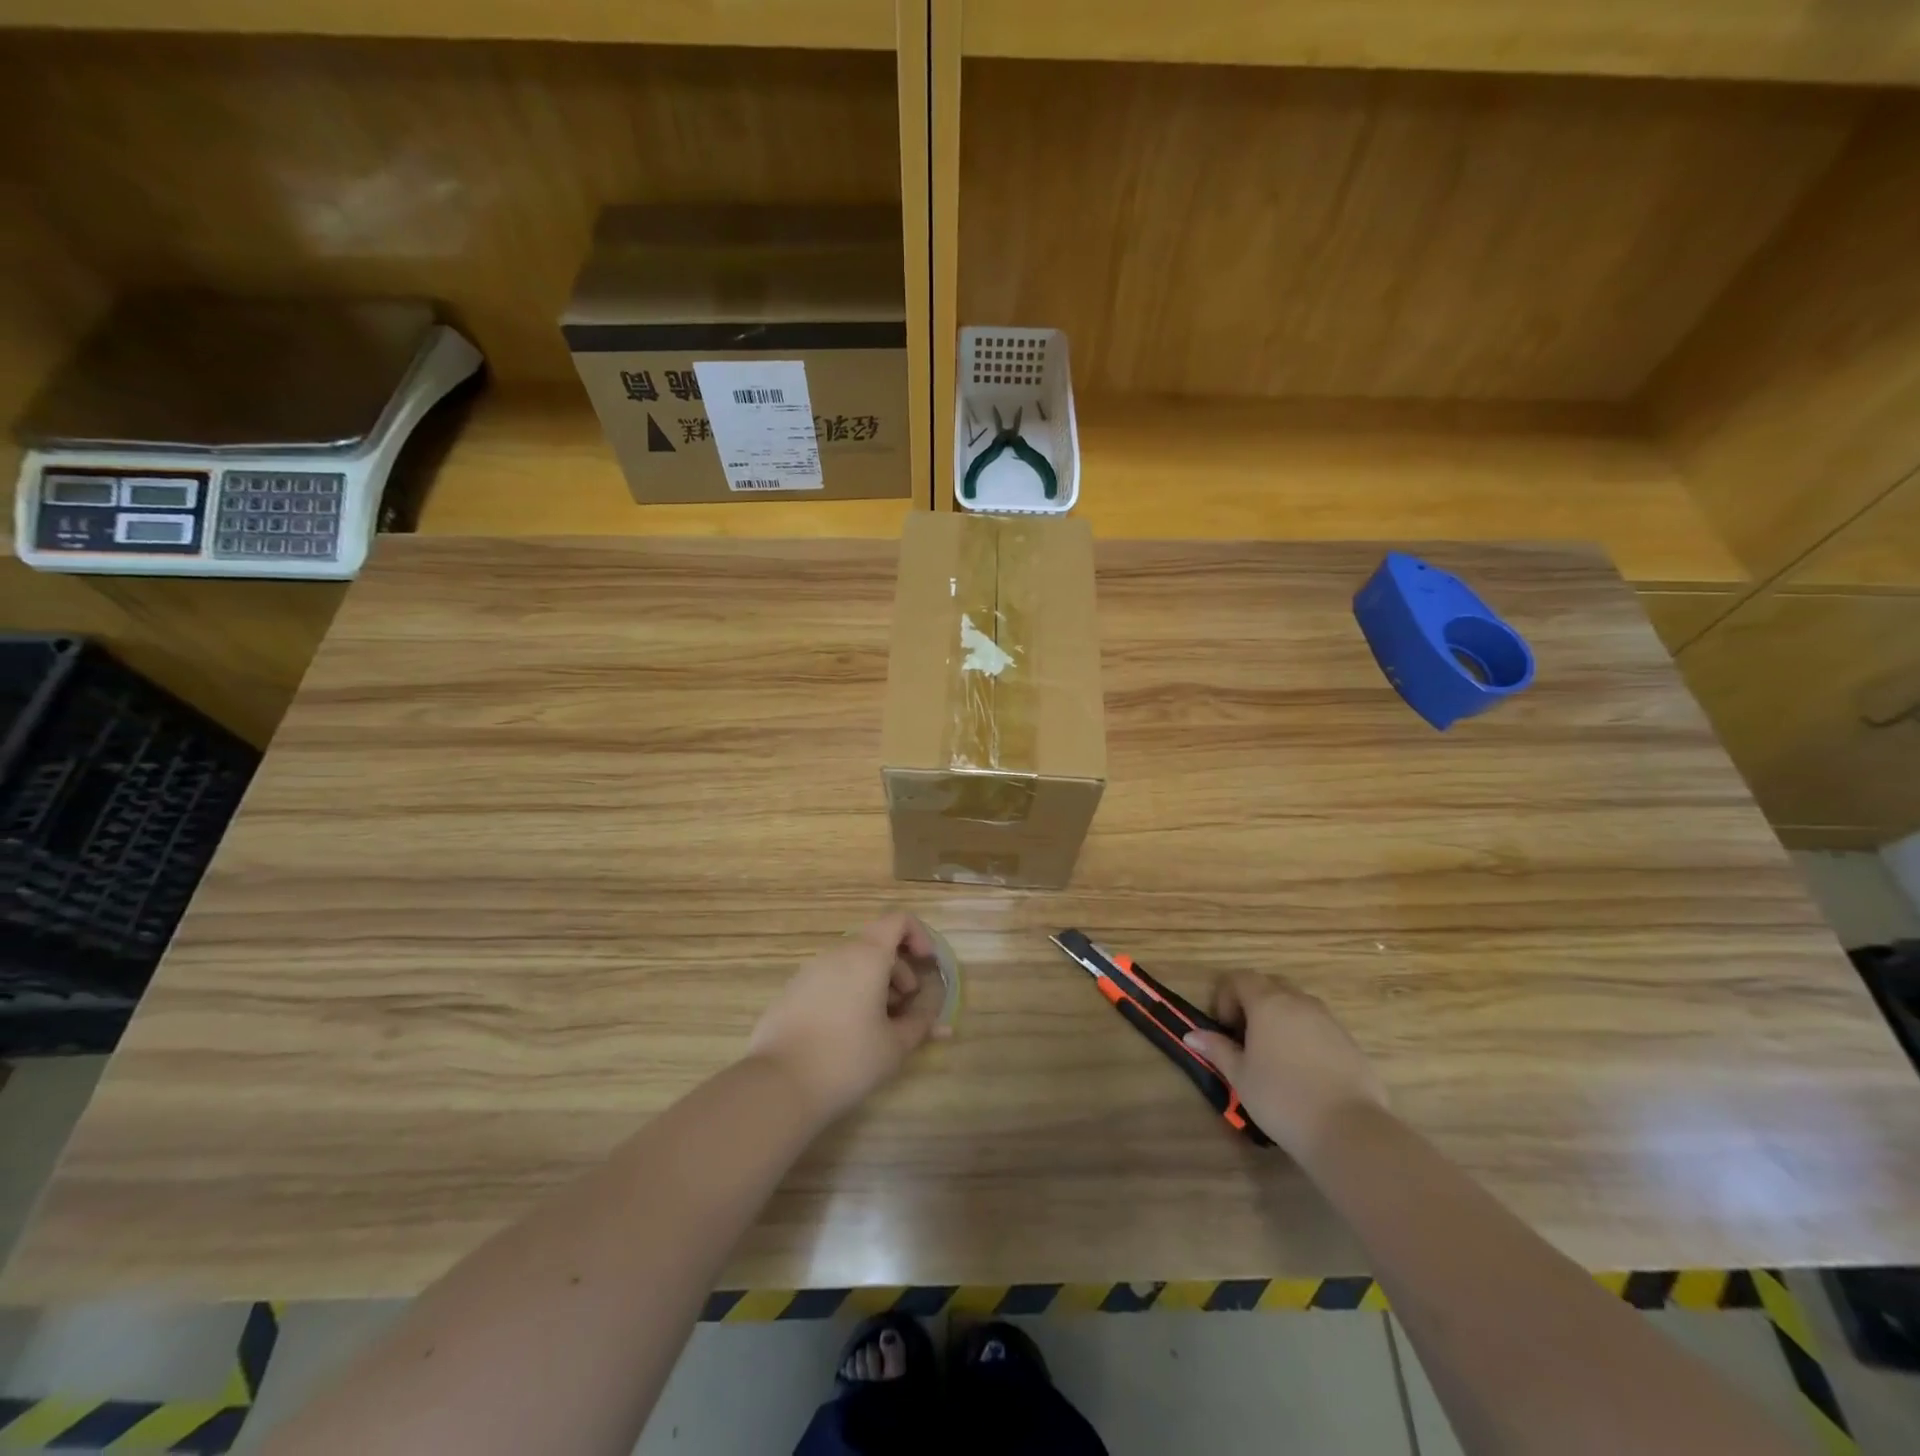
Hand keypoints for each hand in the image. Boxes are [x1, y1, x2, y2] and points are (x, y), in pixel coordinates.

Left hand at [747, 911, 950, 1121]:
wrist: (778, 1085)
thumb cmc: (847, 1059)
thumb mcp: (895, 1046)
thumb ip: (920, 1025)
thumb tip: (938, 1019)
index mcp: (866, 956)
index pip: (898, 920)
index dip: (919, 935)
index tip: (927, 965)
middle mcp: (837, 953)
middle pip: (876, 943)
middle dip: (899, 969)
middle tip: (906, 1005)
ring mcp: (810, 971)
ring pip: (852, 963)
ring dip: (874, 983)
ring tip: (879, 1024)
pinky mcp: (792, 991)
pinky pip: (830, 979)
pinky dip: (849, 992)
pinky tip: (847, 1033)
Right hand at [1183, 973, 1387, 1160]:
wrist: (1349, 1130)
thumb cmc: (1282, 1098)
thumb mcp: (1240, 1076)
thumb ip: (1217, 1049)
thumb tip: (1192, 1035)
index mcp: (1268, 1003)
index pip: (1240, 979)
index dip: (1226, 996)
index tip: (1226, 1029)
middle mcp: (1300, 1002)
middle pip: (1270, 987)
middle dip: (1253, 1004)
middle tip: (1246, 1039)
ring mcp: (1329, 1021)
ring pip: (1297, 1006)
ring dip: (1281, 1019)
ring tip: (1275, 1056)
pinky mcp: (1350, 1043)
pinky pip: (1320, 1027)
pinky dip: (1305, 1037)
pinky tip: (1305, 1073)